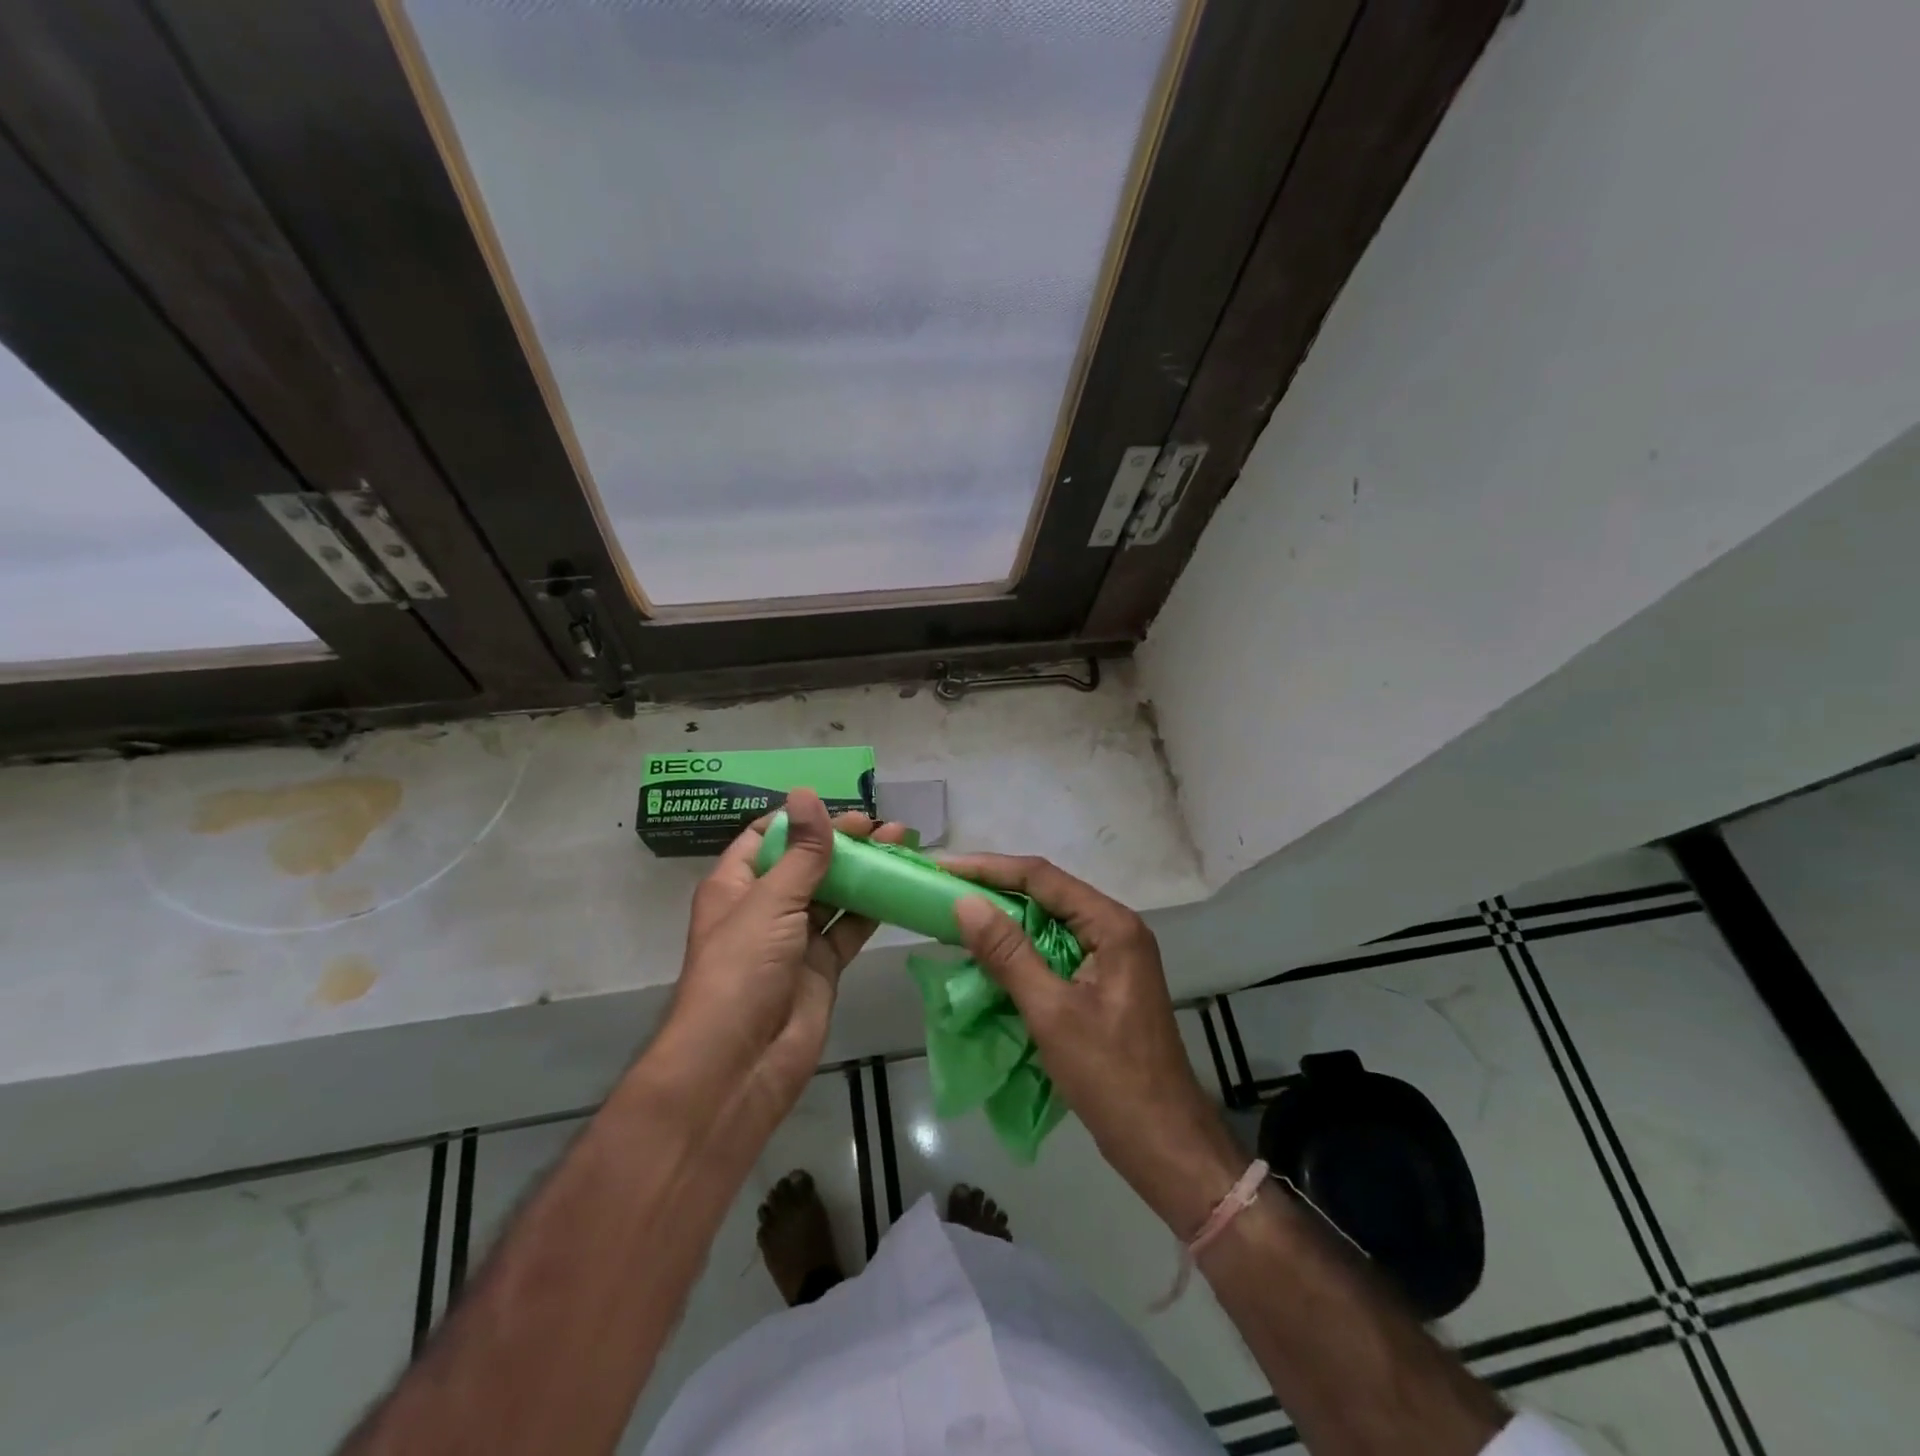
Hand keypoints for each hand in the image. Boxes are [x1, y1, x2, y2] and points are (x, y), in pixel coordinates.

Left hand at [658, 789, 905, 1130]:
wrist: (740, 1066)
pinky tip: (901, 886)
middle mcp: (765, 907)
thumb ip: (801, 851)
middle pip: (806, 862)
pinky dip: (874, 907)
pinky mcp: (822, 966)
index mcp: (737, 885)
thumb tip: (806, 793)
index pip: (767, 836)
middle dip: (843, 842)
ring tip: (902, 846)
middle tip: (885, 827)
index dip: (801, 819)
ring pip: (834, 893)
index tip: (841, 808)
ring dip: (865, 870)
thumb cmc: (742, 972)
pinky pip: (850, 927)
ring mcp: (795, 938)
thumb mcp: (771, 902)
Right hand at [949, 857, 1244, 1235]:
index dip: (989, 868)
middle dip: (994, 890)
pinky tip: (989, 957)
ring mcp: (1111, 957)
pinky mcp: (1103, 983)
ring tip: (957, 916)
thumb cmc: (1111, 1076)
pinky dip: (1021, 950)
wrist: (1165, 1144)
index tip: (943, 869)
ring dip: (1005, 920)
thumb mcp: (1052, 1013)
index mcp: (1111, 925)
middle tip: (943, 890)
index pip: (1042, 877)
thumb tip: (965, 903)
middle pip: (1047, 894)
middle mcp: (1115, 930)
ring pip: (1049, 923)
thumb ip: (1008, 954)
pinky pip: (1055, 951)